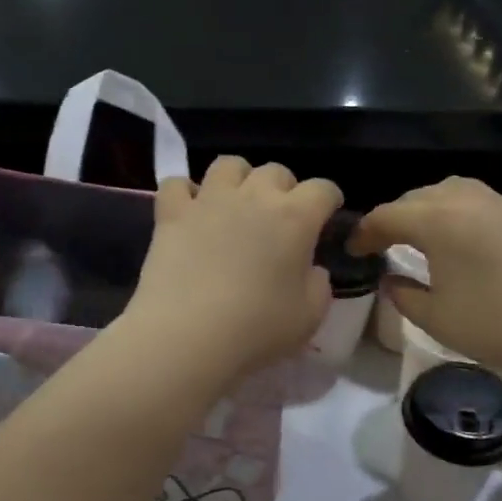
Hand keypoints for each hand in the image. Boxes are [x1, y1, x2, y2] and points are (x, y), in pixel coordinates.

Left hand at [127, 156, 341, 381]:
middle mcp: (254, 197)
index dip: (330, 199)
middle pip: (276, 171)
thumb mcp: (310, 316)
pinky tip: (190, 211)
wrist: (188, 335)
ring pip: (228, 165)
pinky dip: (186, 193)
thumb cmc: (257, 328)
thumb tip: (311, 269)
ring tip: (237, 204)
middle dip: (285, 189)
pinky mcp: (171, 214)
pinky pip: (177, 184)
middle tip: (281, 217)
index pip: (323, 189)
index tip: (329, 214)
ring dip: (239, 179)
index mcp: (296, 218)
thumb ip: (319, 285)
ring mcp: (209, 200)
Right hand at [350, 177, 501, 382]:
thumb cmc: (495, 324)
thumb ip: (404, 295)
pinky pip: (485, 205)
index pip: (388, 216)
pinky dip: (464, 216)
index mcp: (438, 221)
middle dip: (397, 216)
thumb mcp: (436, 318)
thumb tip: (391, 280)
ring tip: (427, 235)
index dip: (365, 232)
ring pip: (456, 192)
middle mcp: (469, 201)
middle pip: (420, 197)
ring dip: (432, 209)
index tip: (354, 250)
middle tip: (386, 242)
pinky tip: (469, 244)